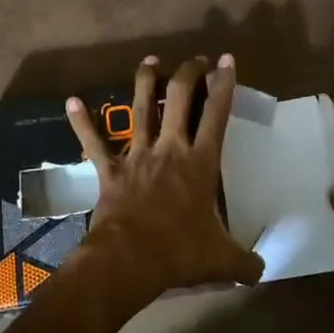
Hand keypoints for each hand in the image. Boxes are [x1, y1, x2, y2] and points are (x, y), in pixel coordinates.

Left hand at [64, 55, 263, 301]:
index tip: (227, 61)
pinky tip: (71, 101)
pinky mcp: (110, 170)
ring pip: (140, 109)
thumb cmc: (180, 252)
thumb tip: (261, 272)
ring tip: (150, 61)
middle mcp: (170, 149)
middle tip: (195, 60)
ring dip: (145, 82)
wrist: (130, 259)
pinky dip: (82, 122)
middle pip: (179, 98)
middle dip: (188, 73)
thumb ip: (245, 262)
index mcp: (201, 163)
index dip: (224, 85)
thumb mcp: (222, 260)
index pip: (217, 115)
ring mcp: (137, 156)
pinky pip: (94, 142)